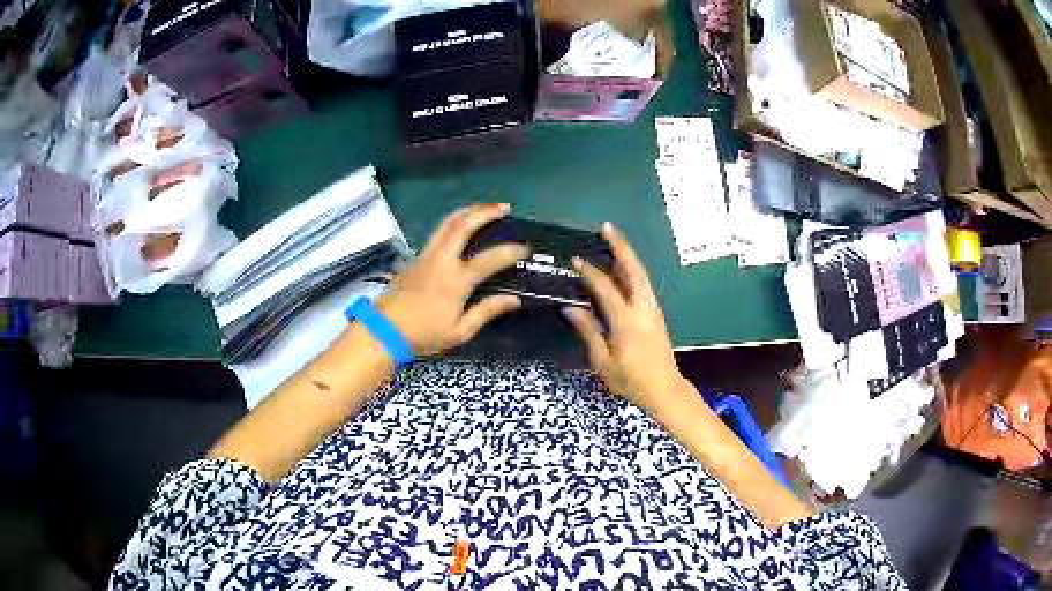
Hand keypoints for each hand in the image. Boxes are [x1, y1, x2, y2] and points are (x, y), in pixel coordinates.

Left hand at [376, 203, 528, 356]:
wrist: (385, 330)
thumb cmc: (424, 334)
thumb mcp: (460, 331)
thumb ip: (487, 311)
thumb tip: (514, 300)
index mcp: (457, 279)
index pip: (490, 258)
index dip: (510, 251)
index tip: (525, 248)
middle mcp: (442, 259)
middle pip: (464, 224)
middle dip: (486, 212)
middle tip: (504, 207)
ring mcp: (427, 255)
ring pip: (447, 223)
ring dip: (468, 211)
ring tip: (484, 209)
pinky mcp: (415, 257)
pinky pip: (438, 233)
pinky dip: (455, 223)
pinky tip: (461, 227)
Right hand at [563, 223, 684, 411]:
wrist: (664, 389)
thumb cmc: (630, 379)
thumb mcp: (603, 361)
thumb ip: (588, 331)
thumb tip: (571, 308)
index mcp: (626, 320)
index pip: (605, 288)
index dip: (590, 273)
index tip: (576, 260)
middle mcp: (642, 308)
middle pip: (633, 269)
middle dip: (621, 246)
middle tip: (608, 228)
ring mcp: (653, 309)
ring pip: (641, 274)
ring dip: (628, 256)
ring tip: (614, 241)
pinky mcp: (656, 314)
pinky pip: (643, 285)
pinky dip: (632, 271)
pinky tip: (622, 270)